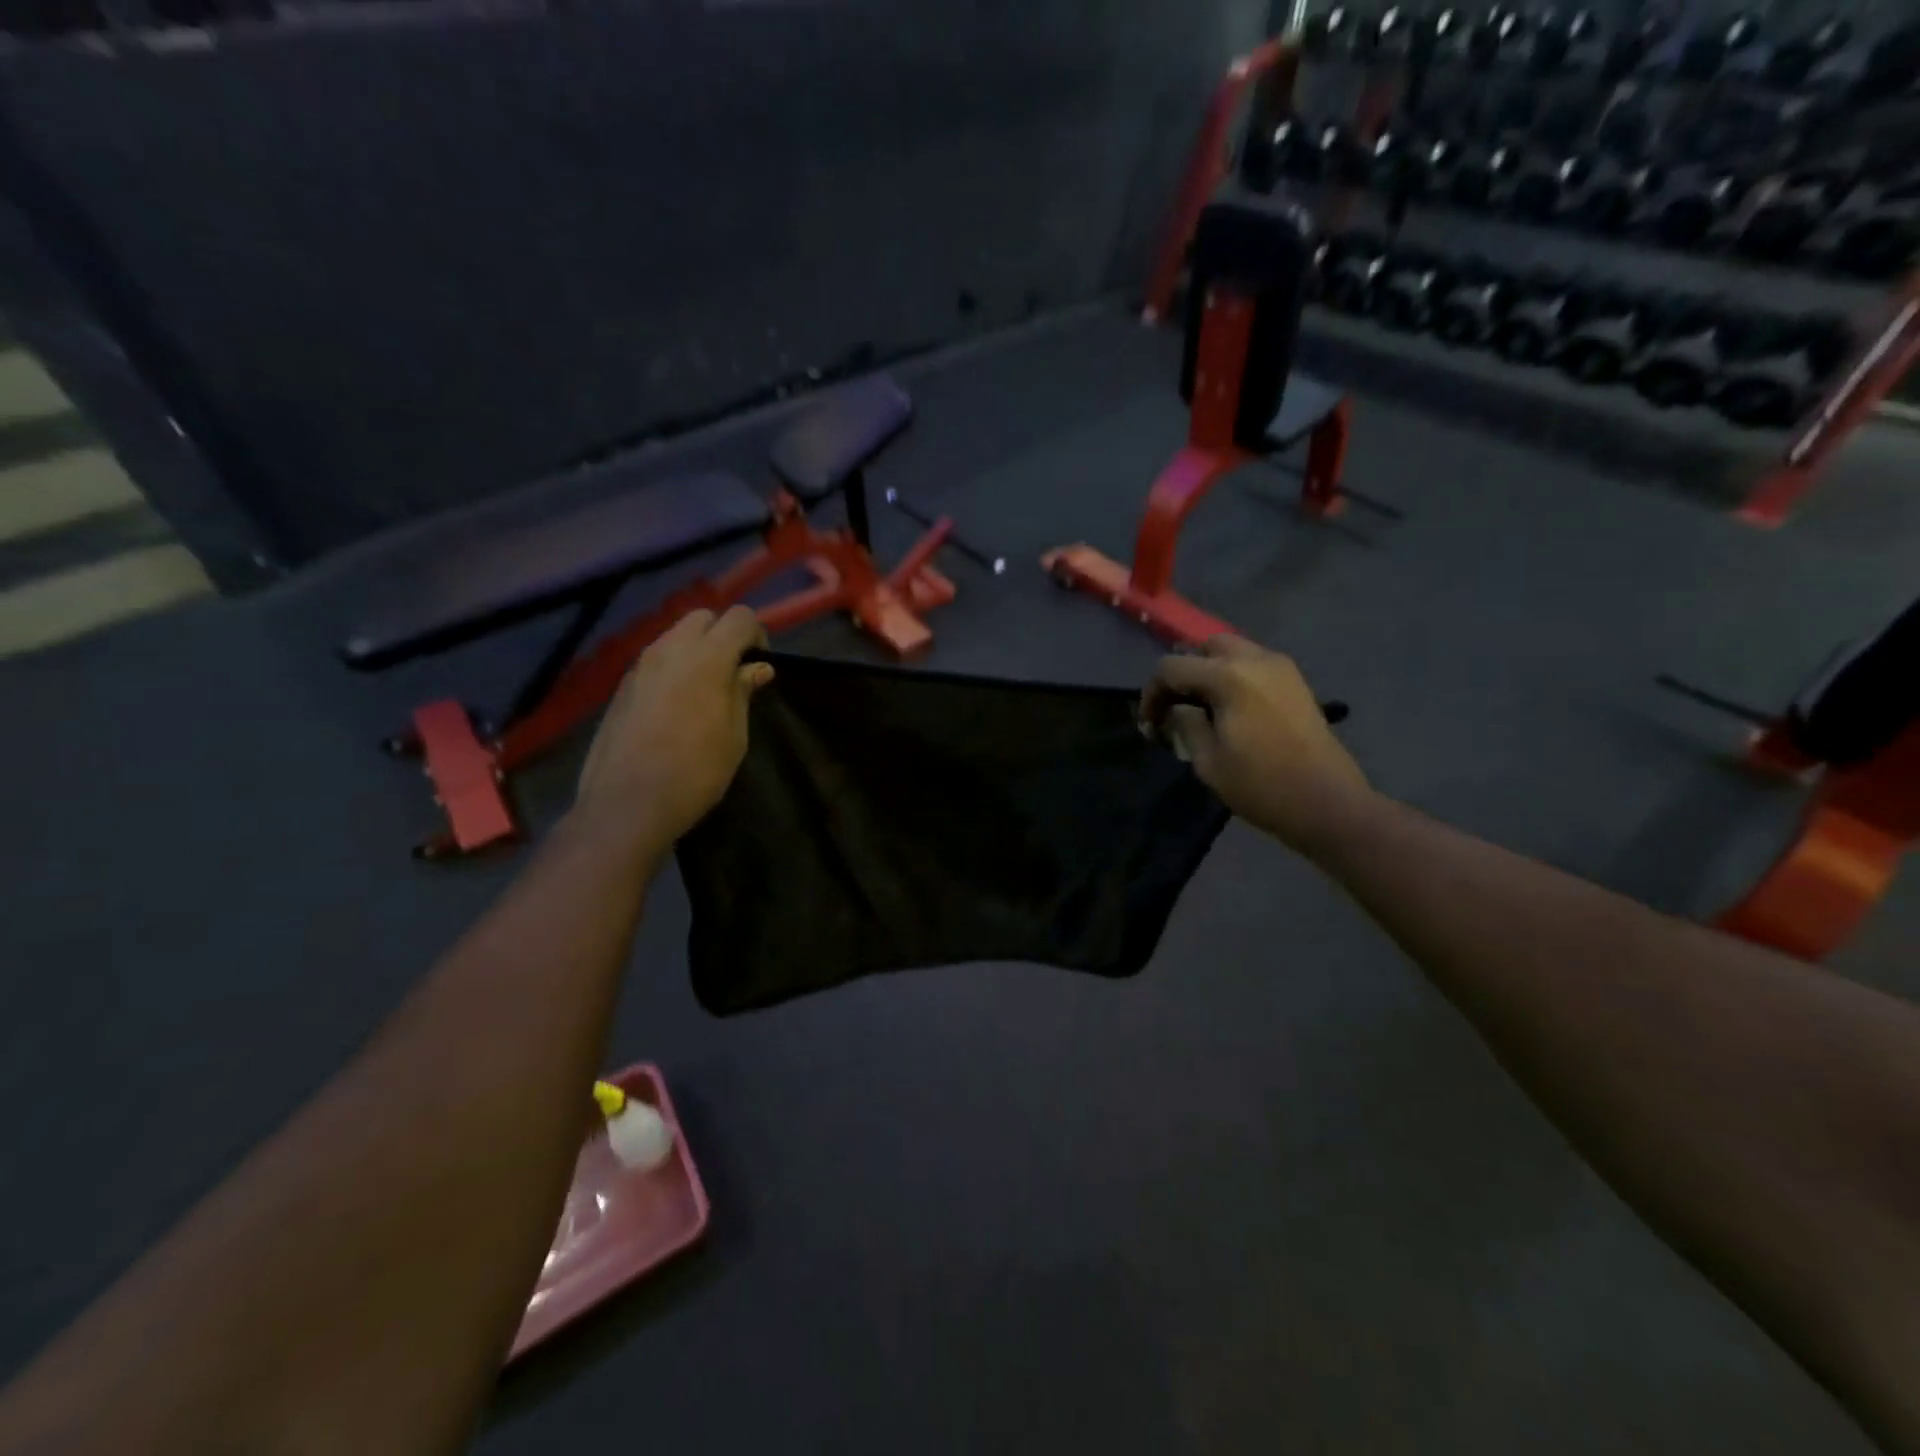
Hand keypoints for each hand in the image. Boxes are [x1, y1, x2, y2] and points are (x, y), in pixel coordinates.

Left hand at [575, 606, 773, 847]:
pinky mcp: (621, 687)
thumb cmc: (695, 773)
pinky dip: (673, 669)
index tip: (760, 664)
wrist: (626, 805)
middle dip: (723, 634)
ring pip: (674, 636)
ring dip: (696, 650)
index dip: (757, 634)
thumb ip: (743, 693)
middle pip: (703, 617)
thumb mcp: (734, 736)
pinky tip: (676, 707)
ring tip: (705, 691)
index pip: (739, 617)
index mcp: (706, 658)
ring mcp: (639, 667)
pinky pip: (655, 661)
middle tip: (734, 672)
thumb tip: (757, 668)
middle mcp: (669, 650)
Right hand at [1140, 635, 1370, 856]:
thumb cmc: (1261, 785)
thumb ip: (1185, 725)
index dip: (1152, 693)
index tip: (1150, 724)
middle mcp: (1256, 659)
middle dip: (1184, 673)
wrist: (1327, 803)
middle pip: (1205, 648)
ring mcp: (1281, 668)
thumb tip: (1175, 710)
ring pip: (1232, 652)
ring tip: (1202, 710)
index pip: (1172, 667)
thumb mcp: (1208, 761)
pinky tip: (1230, 711)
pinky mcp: (1296, 683)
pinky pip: (1254, 665)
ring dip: (1209, 673)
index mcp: (1229, 676)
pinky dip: (1234, 678)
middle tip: (1176, 708)